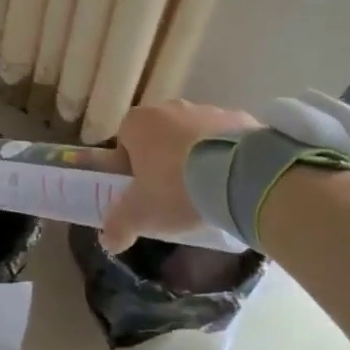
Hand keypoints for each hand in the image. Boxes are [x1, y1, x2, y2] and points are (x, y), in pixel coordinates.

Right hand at [100, 99, 256, 253]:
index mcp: (138, 123)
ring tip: (207, 191)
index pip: (125, 140)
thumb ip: (119, 226)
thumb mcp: (140, 215)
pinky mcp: (240, 119)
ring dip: (196, 157)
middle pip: (160, 136)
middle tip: (173, 193)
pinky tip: (230, 182)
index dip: (131, 166)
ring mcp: (207, 109)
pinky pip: (225, 139)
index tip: (142, 190)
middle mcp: (170, 108)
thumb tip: (109, 241)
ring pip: (194, 136)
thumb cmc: (176, 189)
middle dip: (164, 160)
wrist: (239, 177)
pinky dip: (225, 156)